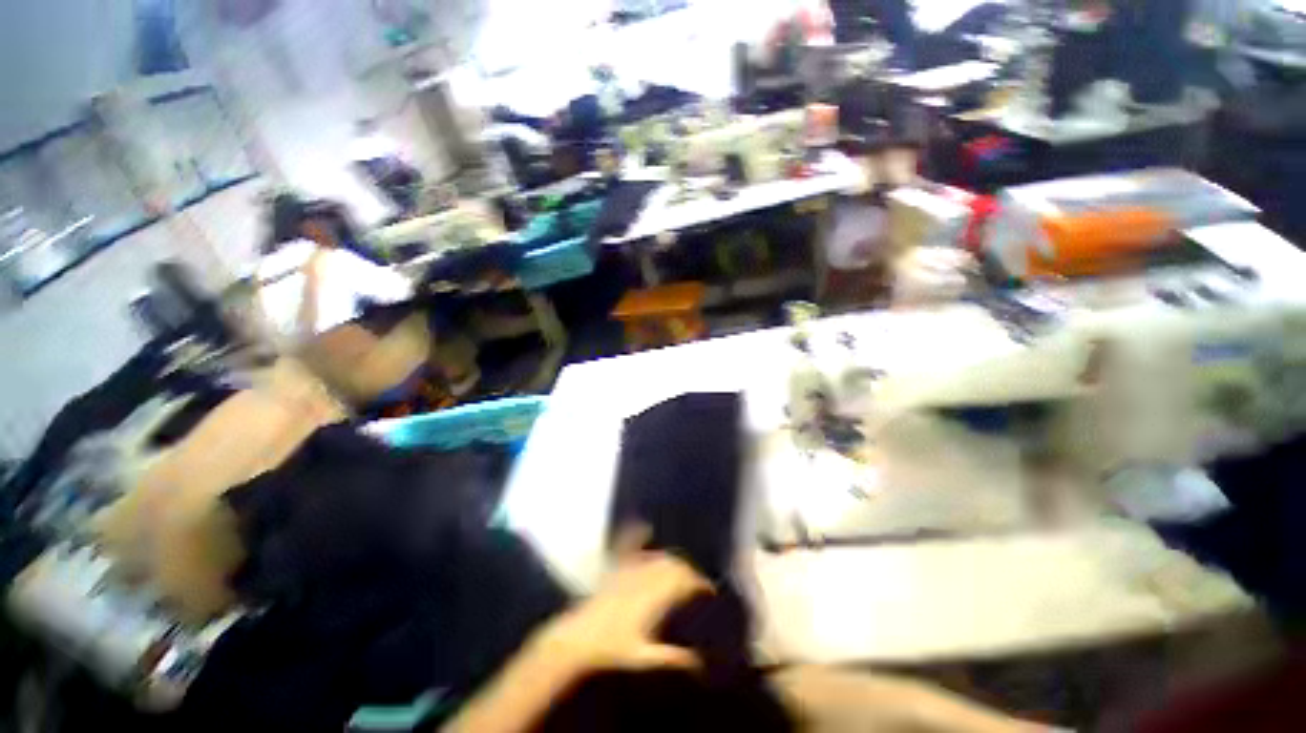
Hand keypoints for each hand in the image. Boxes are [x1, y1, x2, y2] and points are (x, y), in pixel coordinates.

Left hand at [529, 548, 711, 676]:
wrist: (578, 638)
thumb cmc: (612, 651)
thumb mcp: (643, 657)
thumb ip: (671, 658)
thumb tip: (699, 662)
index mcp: (653, 598)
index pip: (684, 582)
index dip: (700, 584)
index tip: (710, 590)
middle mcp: (645, 578)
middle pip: (674, 565)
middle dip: (690, 571)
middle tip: (698, 583)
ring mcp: (629, 569)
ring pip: (658, 556)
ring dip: (673, 559)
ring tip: (681, 569)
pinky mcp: (617, 568)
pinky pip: (631, 545)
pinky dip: (641, 536)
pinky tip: (646, 529)